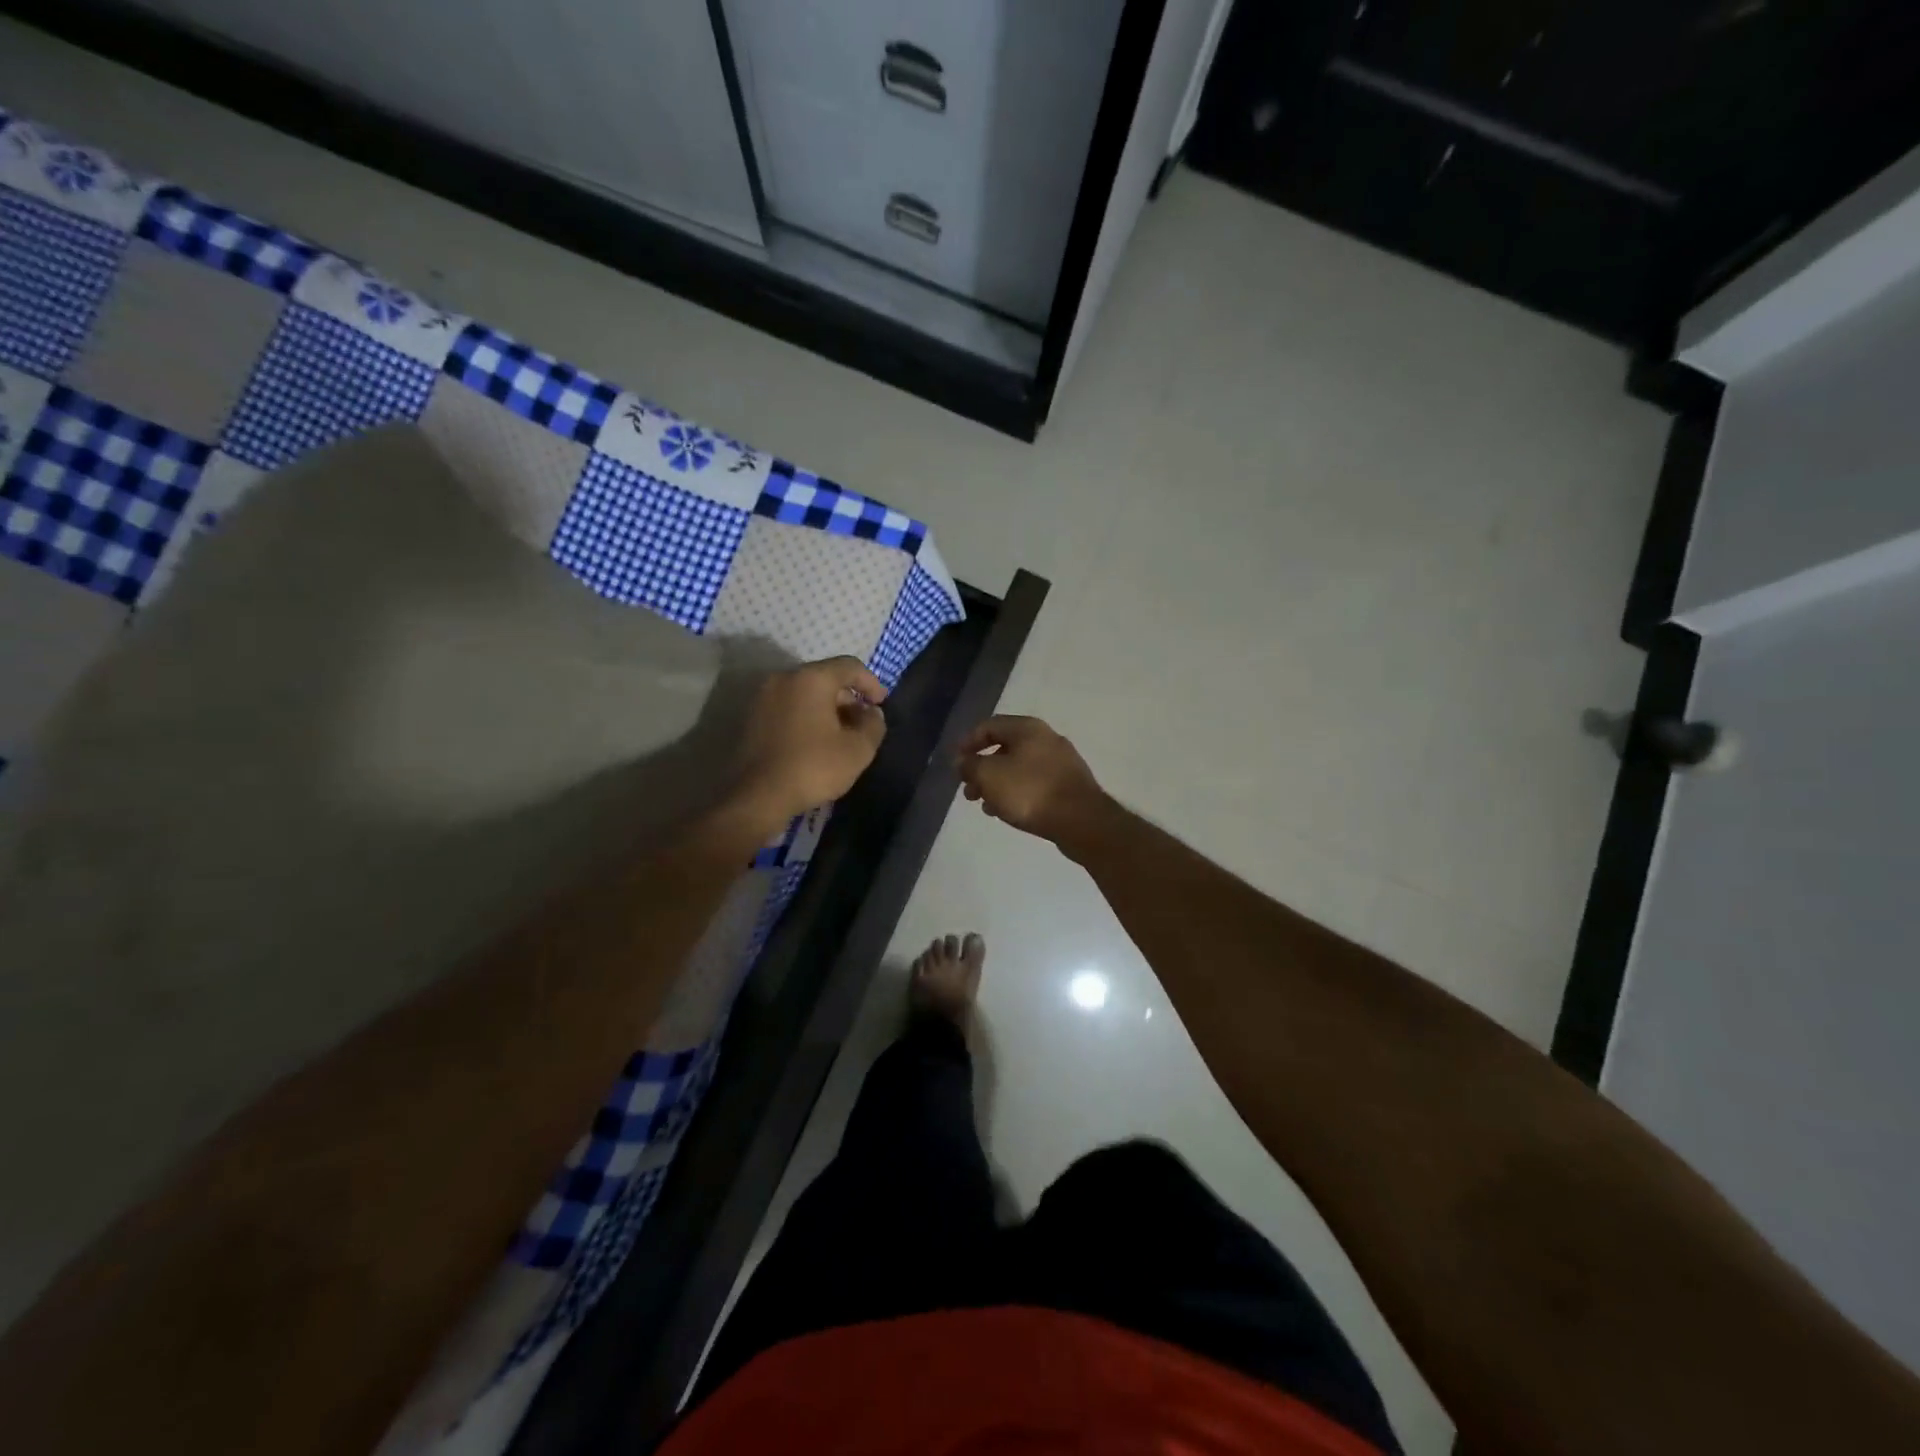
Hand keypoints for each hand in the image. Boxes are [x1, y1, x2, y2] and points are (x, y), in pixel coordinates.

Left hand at [731, 657, 888, 832]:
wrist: (758, 796)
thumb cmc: (812, 767)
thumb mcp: (858, 750)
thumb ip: (873, 725)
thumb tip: (872, 713)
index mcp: (811, 679)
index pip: (849, 666)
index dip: (871, 682)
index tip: (881, 704)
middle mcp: (784, 678)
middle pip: (825, 677)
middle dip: (848, 697)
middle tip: (862, 722)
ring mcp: (763, 697)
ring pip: (805, 693)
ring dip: (827, 708)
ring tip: (841, 735)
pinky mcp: (751, 717)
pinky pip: (788, 706)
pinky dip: (806, 716)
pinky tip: (815, 742)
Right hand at [955, 716, 1108, 848]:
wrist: (1081, 820)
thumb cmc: (1030, 792)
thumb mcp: (989, 776)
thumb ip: (970, 766)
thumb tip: (962, 761)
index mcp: (1028, 728)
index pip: (989, 726)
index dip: (968, 742)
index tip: (955, 762)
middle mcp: (1046, 739)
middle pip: (1005, 748)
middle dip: (982, 768)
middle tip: (968, 790)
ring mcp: (1061, 762)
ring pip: (1019, 768)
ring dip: (997, 784)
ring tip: (984, 805)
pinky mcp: (1068, 785)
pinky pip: (1034, 783)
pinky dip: (1016, 793)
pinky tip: (1006, 812)